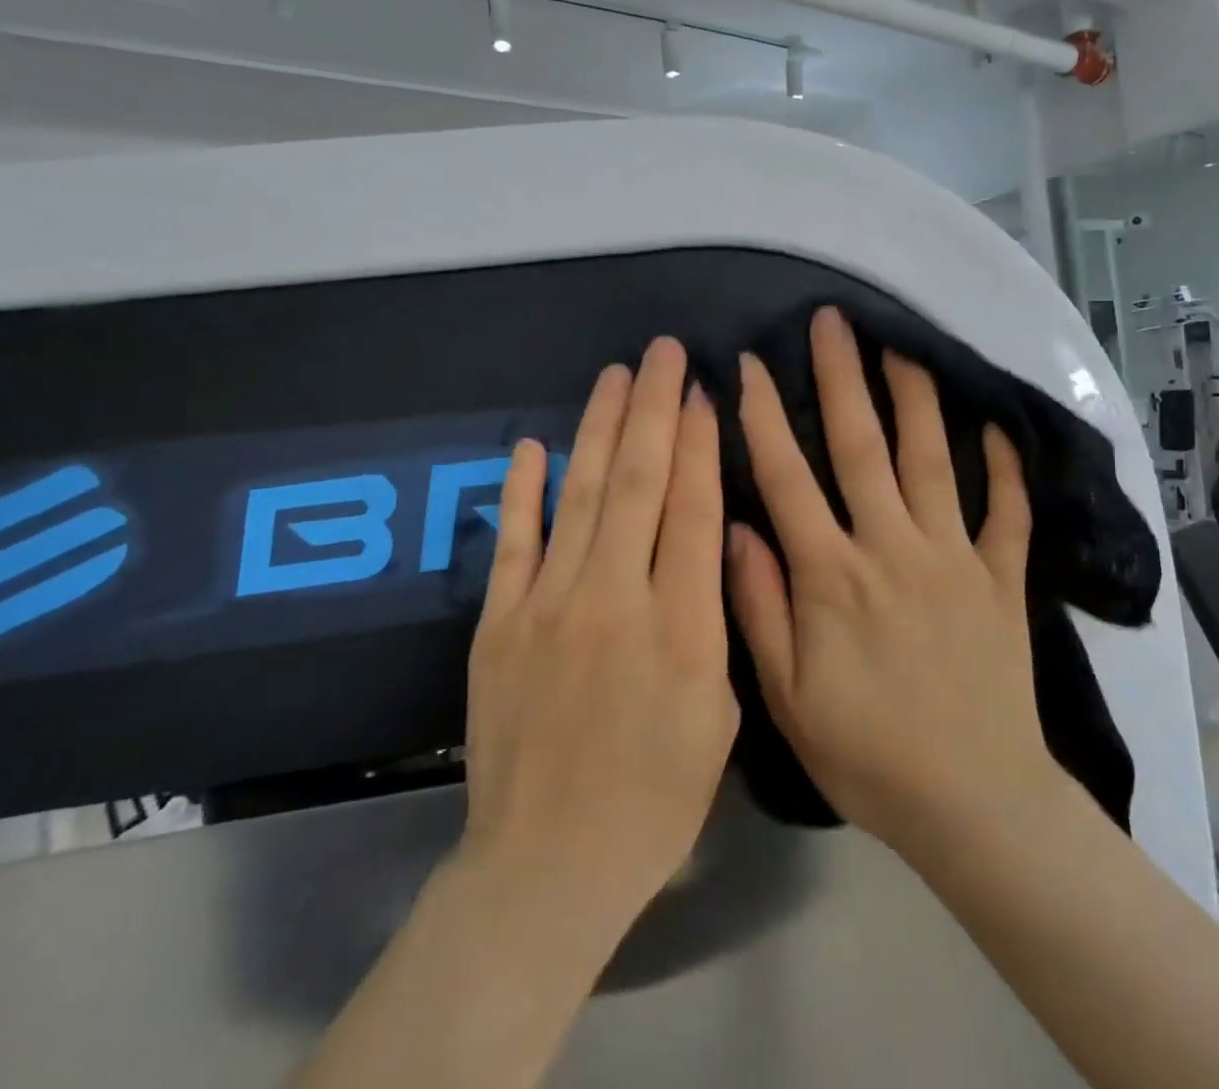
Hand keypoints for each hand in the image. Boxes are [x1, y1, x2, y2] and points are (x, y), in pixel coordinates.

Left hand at [459, 338, 738, 935]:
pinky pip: (512, 542)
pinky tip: (535, 444)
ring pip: (580, 496)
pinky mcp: (498, 624)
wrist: (548, 865)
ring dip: (599, 428)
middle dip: (654, 408)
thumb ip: (715, 622)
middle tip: (663, 352)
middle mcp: (613, 600)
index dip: (699, 444)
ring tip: (615, 375)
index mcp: (680, 628)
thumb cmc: (655, 800)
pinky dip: (522, 489)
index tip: (704, 393)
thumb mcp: (720, 717)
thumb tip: (708, 544)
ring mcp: (547, 607)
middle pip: (637, 483)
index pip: (691, 509)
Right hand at [729, 307, 1050, 856]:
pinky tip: (997, 423)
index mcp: (832, 575)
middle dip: (842, 376)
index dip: (764, 416)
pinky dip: (1005, 466)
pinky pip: (1006, 511)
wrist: (973, 803)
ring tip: (904, 344)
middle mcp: (892, 547)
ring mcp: (954, 556)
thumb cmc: (867, 752)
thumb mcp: (787, 696)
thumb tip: (733, 528)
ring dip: (916, 397)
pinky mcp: (1001, 578)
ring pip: (932, 459)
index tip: (752, 365)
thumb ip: (758, 607)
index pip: (787, 477)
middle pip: (861, 446)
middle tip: (832, 321)